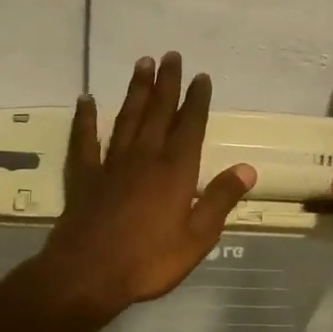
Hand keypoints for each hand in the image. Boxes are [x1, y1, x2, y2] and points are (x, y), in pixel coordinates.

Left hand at [39, 52, 256, 321]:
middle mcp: (144, 158)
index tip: (201, 76)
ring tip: (142, 64)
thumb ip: (220, 200)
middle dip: (167, 83)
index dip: (197, 100)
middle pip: (158, 112)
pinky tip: (86, 100)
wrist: (88, 275)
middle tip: (171, 55)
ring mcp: (111, 164)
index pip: (190, 126)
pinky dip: (86, 119)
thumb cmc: (149, 261)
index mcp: (175, 172)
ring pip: (126, 118)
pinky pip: (85, 140)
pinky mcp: (85, 177)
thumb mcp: (198, 238)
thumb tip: (247, 168)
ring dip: (136, 91)